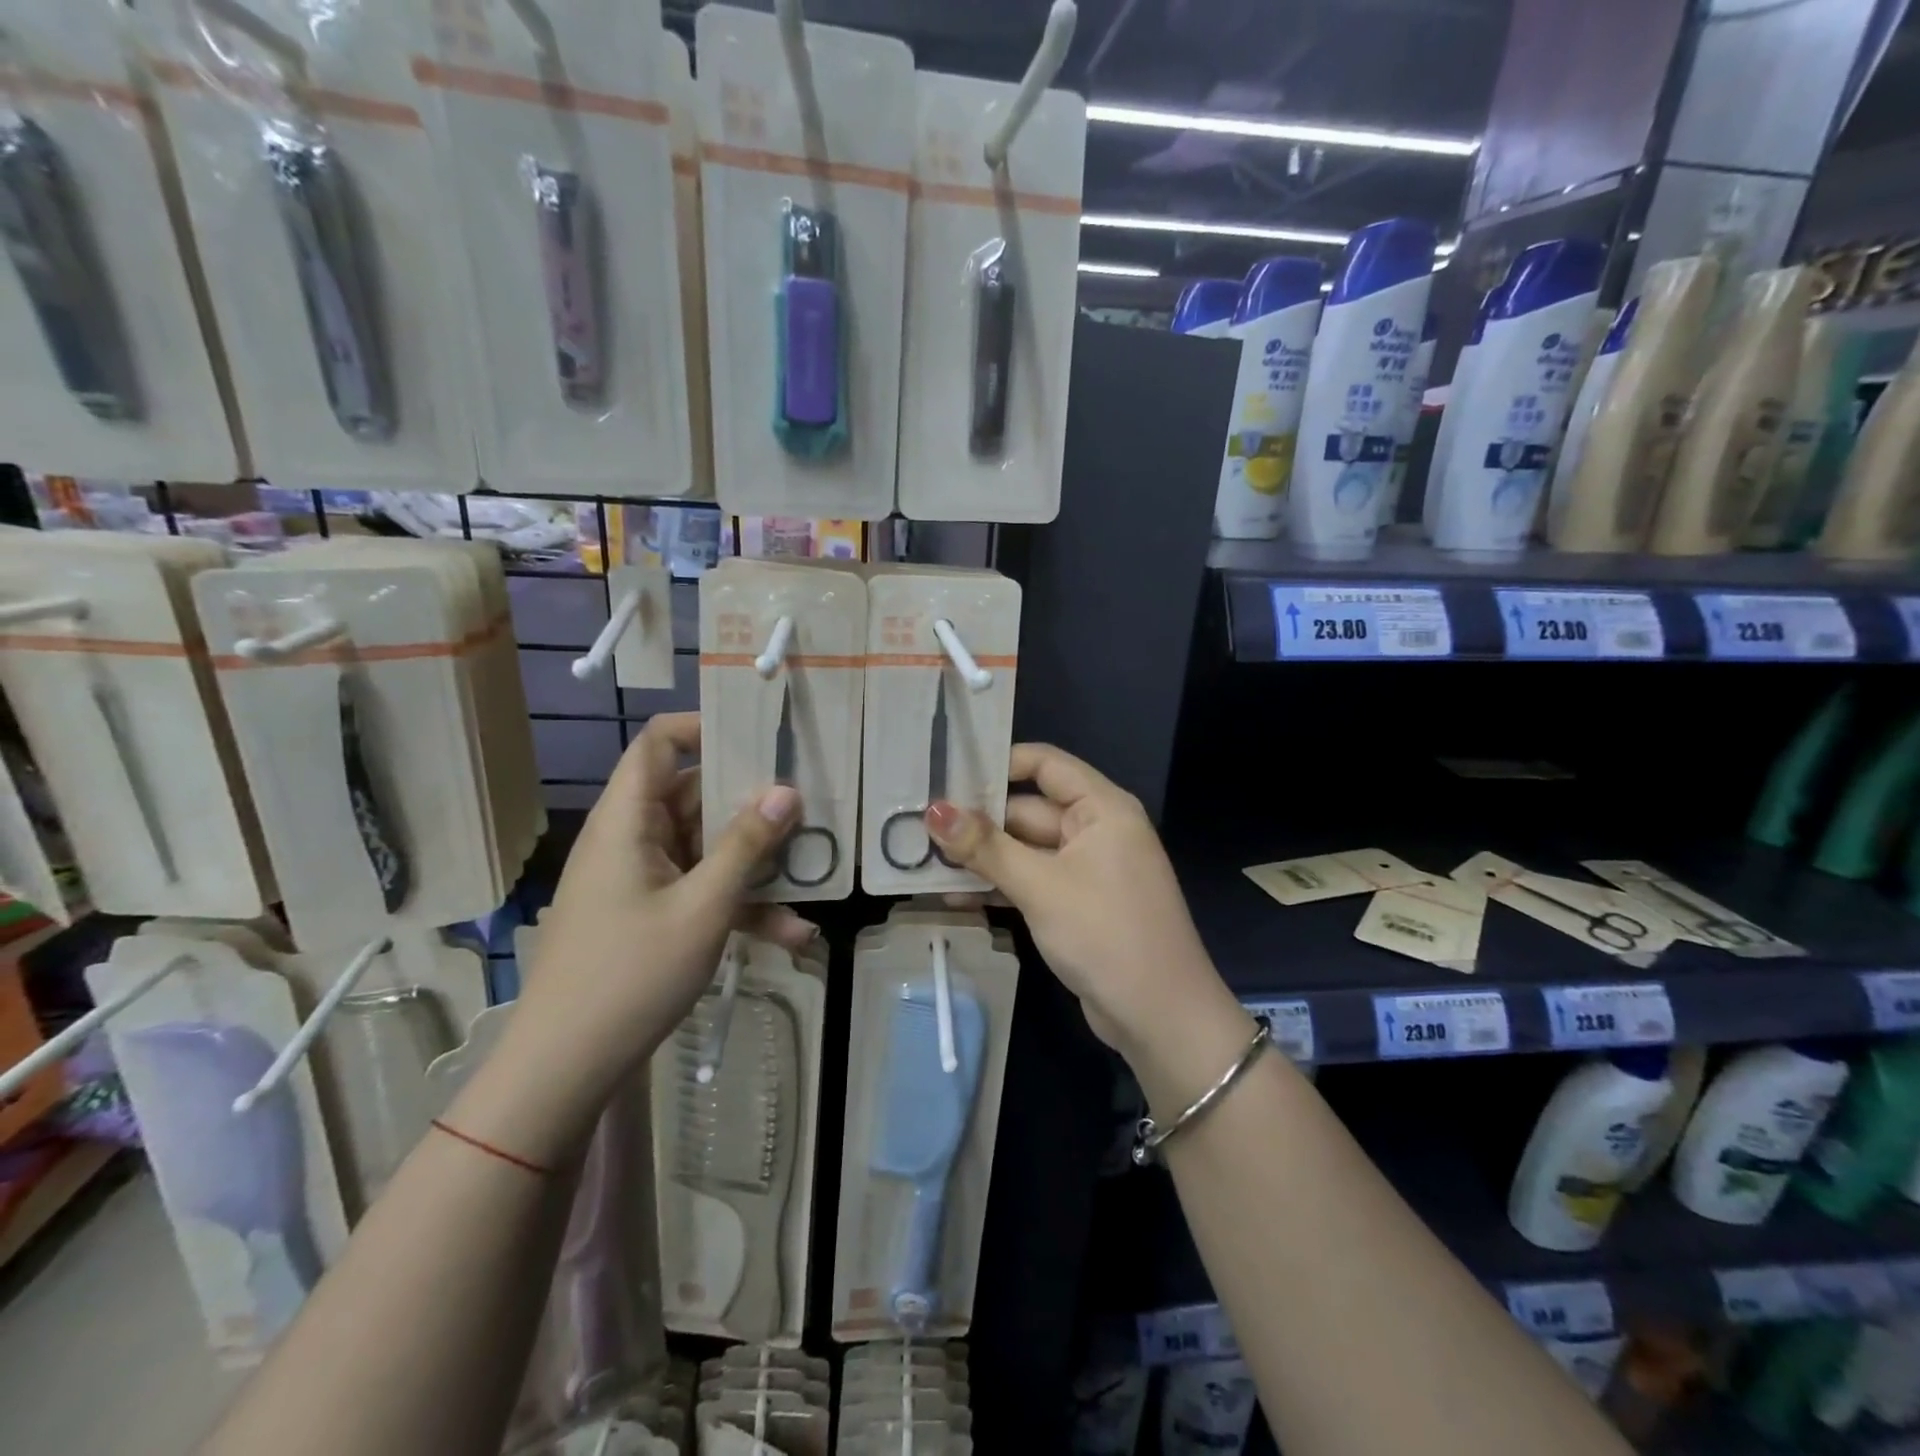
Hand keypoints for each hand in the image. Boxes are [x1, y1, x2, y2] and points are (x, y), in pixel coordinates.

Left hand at [520, 713, 815, 1095]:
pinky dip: (739, 906)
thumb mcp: (703, 906)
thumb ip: (746, 844)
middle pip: (695, 797)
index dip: (704, 728)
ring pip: (706, 850)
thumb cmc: (630, 974)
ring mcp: (642, 879)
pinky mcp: (650, 914)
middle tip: (809, 808)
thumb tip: (786, 790)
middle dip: (752, 806)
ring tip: (811, 877)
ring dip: (755, 867)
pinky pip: (700, 892)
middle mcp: (633, 839)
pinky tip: (790, 935)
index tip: (759, 737)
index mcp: (628, 820)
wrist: (564, 1068)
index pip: (658, 745)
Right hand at [925, 743, 1232, 1057]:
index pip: (1045, 764)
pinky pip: (1032, 881)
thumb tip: (934, 810)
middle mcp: (1095, 829)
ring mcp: (1086, 869)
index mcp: (1101, 808)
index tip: (946, 773)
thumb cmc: (1105, 934)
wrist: (1160, 1017)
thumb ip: (985, 847)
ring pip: (1025, 849)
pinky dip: (1000, 885)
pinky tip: (954, 897)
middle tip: (918, 825)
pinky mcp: (1076, 904)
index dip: (998, 763)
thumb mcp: (1040, 886)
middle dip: (978, 820)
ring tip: (924, 862)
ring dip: (982, 857)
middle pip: (1028, 809)